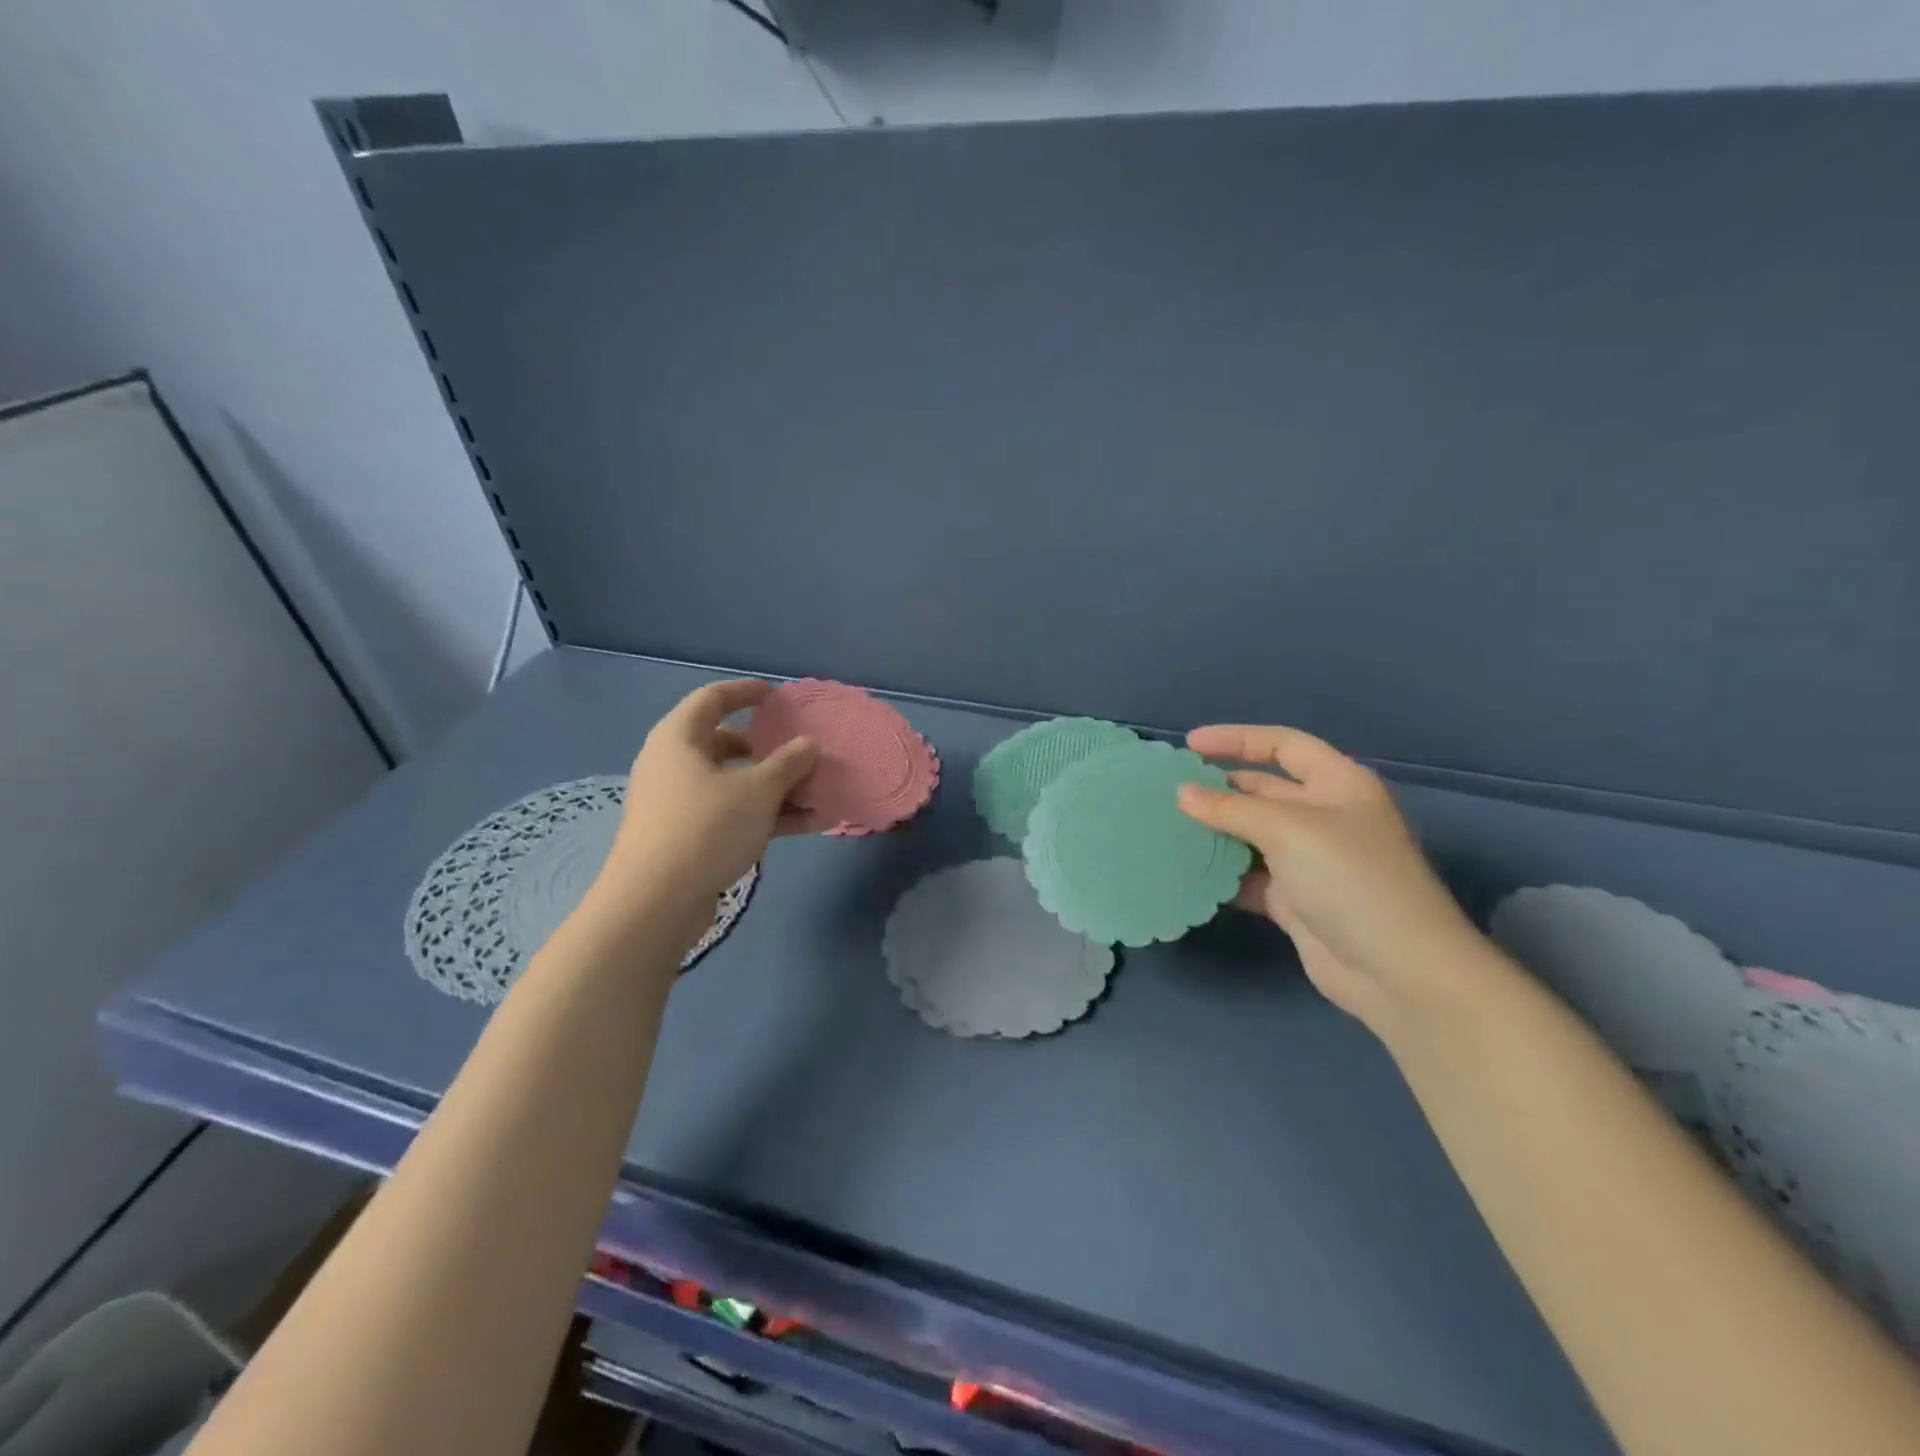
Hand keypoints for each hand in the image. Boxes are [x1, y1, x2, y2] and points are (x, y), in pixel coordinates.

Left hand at [586, 680, 818, 944]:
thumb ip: (788, 763)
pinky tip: (806, 825)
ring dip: (775, 787)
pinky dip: (765, 814)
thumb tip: (810, 743)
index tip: (777, 695)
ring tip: (816, 794)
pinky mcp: (687, 836)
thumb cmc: (706, 828)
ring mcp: (678, 802)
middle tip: (800, 752)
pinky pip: (732, 813)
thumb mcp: (757, 791)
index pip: (713, 698)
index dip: (746, 692)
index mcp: (679, 738)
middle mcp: (673, 764)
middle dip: (768, 749)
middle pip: (725, 743)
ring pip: (733, 783)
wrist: (655, 903)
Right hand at [1177, 724, 1483, 1034]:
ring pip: (1252, 836)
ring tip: (1167, 830)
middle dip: (1218, 790)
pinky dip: (1223, 874)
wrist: (1397, 970)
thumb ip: (1230, 809)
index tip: (1189, 745)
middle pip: (1263, 791)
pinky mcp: (1296, 900)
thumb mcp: (1288, 830)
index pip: (1283, 745)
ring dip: (1215, 833)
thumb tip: (1182, 793)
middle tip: (1167, 793)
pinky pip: (1250, 877)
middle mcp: (1325, 817)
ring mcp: (1310, 861)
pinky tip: (1188, 872)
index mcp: (1337, 784)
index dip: (1237, 739)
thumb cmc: (1349, 878)